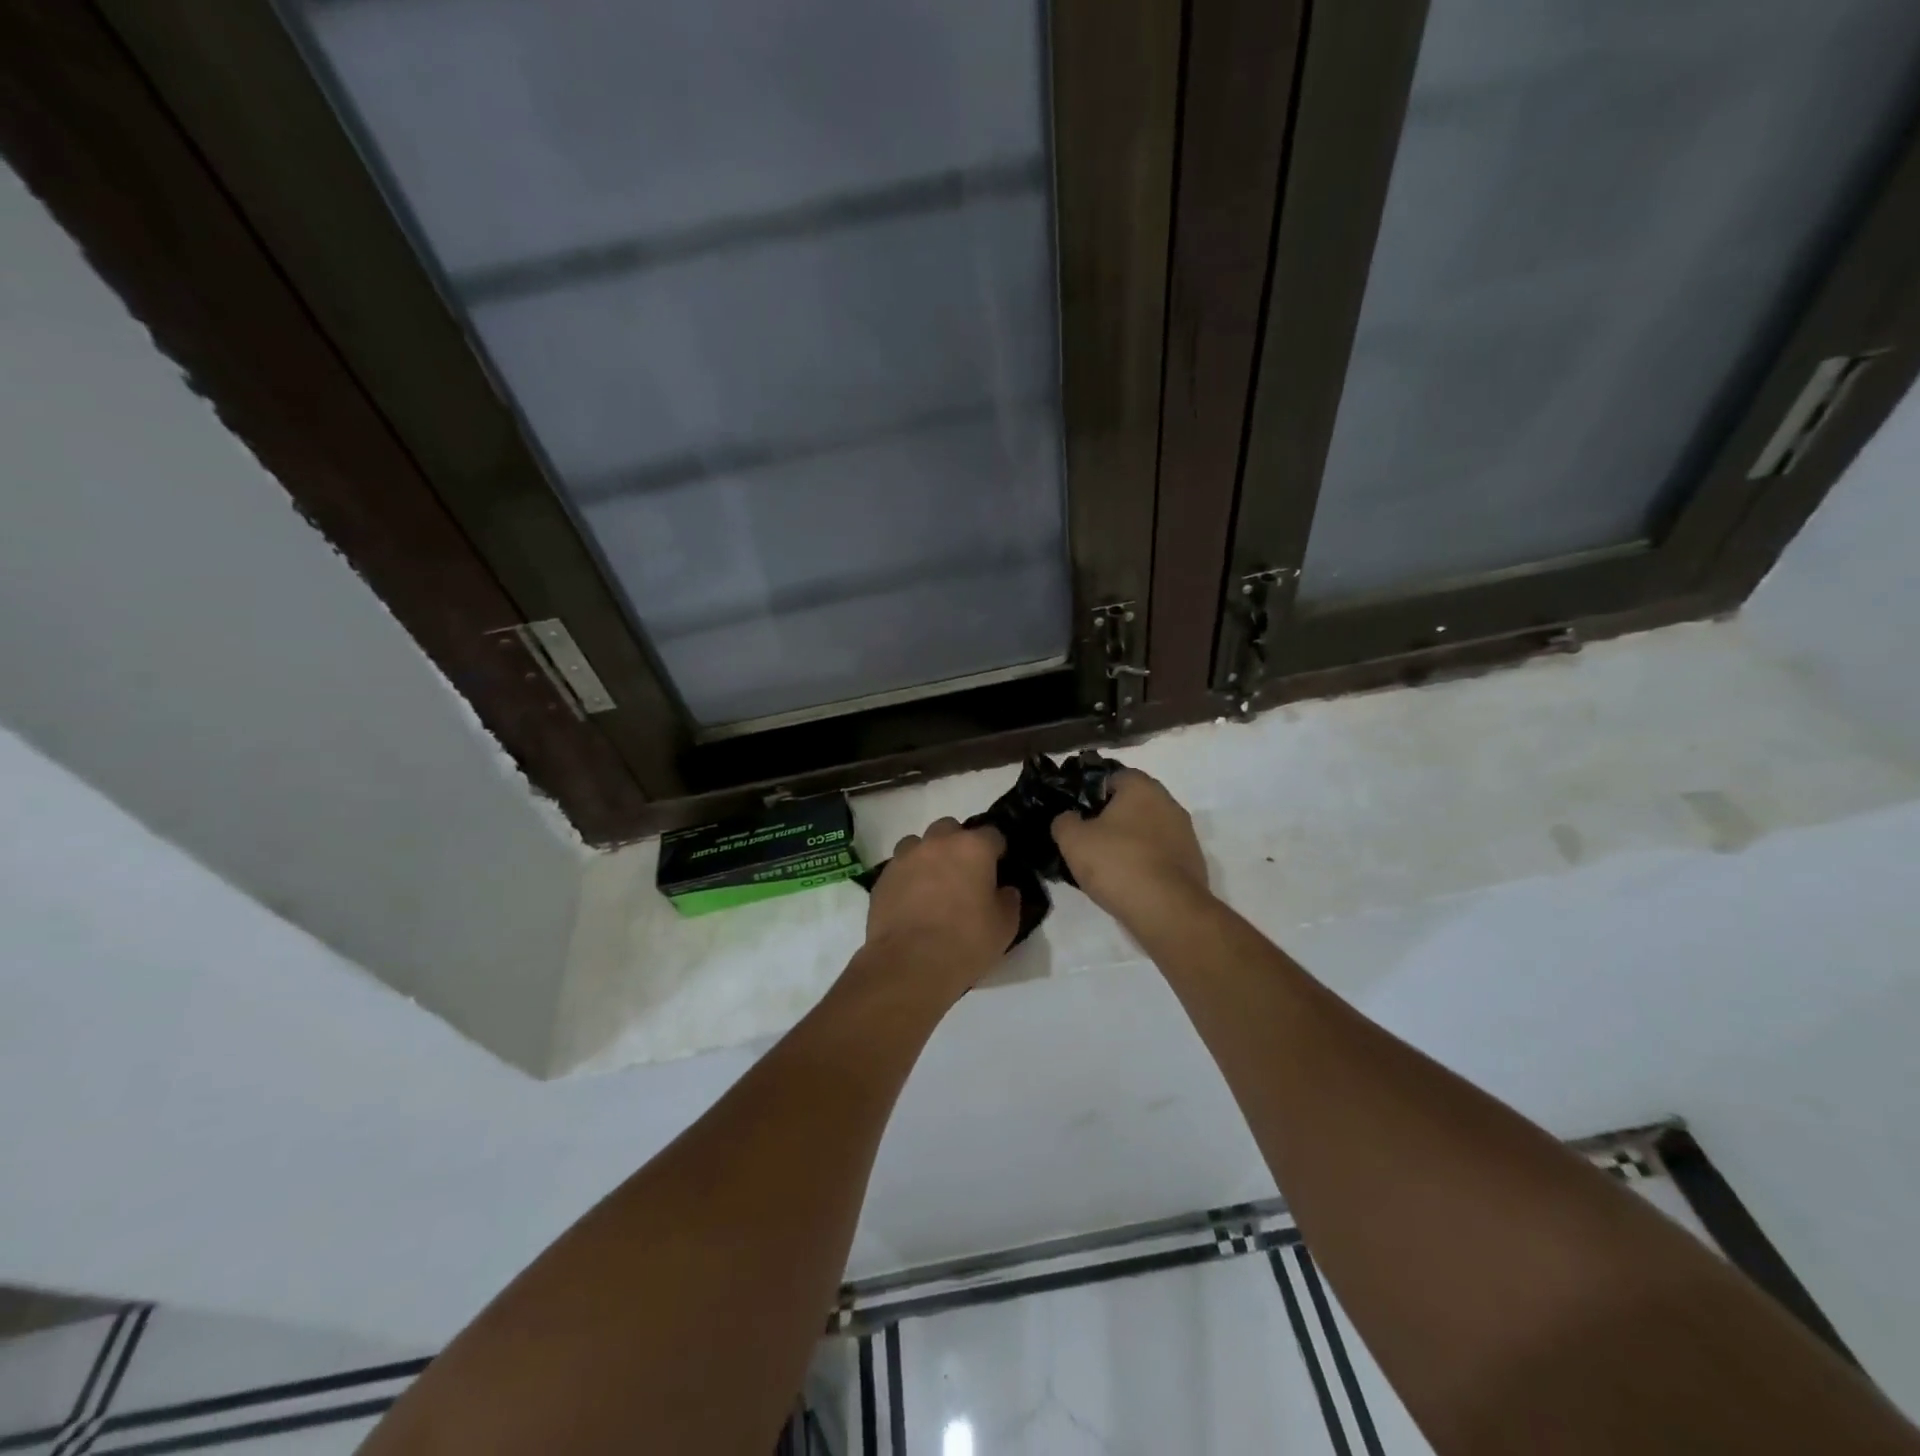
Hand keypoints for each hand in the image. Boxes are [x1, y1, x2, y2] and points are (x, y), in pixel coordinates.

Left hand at [864, 819, 1020, 997]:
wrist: (909, 964)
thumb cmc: (965, 942)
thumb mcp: (1004, 927)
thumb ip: (1008, 900)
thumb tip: (1004, 890)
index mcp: (973, 848)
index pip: (992, 834)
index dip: (997, 850)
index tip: (998, 867)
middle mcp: (938, 843)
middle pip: (950, 829)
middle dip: (958, 844)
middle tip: (963, 874)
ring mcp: (906, 857)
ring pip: (919, 843)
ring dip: (928, 856)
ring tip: (933, 885)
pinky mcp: (883, 877)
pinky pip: (899, 867)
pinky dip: (908, 877)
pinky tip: (912, 901)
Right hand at [1051, 770, 1209, 924]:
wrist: (1167, 910)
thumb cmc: (1117, 863)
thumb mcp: (1073, 840)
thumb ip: (1064, 822)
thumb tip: (1069, 819)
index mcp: (1142, 787)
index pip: (1113, 777)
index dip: (1091, 794)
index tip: (1077, 815)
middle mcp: (1169, 803)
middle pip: (1133, 804)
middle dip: (1112, 819)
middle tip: (1089, 841)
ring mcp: (1185, 834)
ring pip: (1148, 831)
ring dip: (1130, 842)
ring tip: (1107, 867)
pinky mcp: (1193, 863)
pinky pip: (1160, 855)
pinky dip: (1145, 863)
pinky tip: (1129, 883)